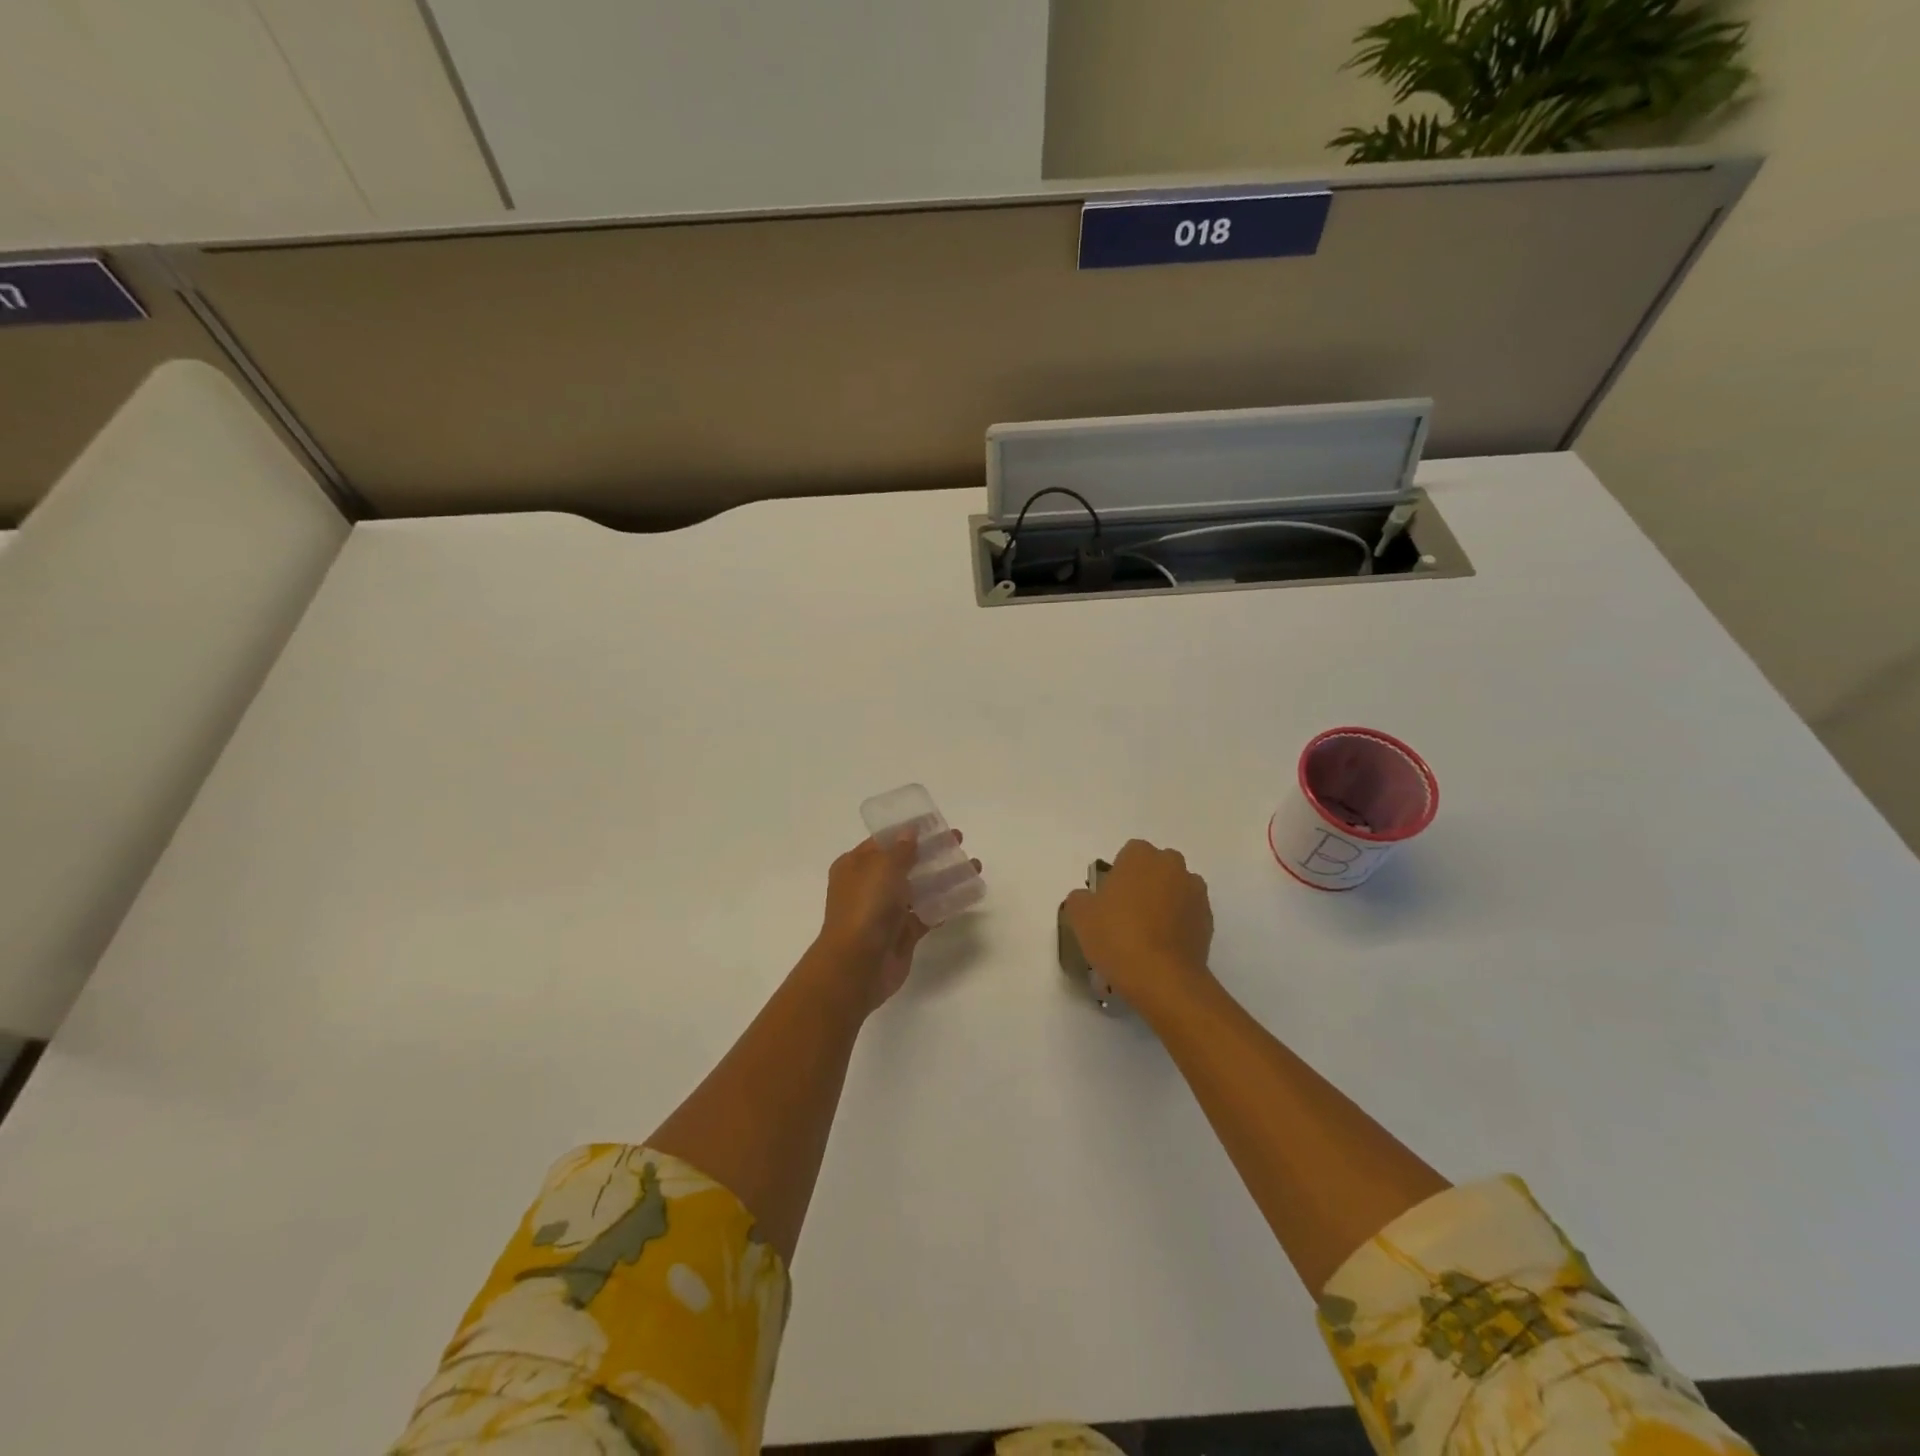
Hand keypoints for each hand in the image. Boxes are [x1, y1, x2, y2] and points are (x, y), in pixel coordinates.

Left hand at [809, 832, 978, 1014]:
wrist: (858, 965)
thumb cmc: (865, 907)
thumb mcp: (882, 868)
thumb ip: (901, 849)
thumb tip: (910, 832)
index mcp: (855, 866)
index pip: (884, 842)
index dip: (909, 832)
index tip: (935, 824)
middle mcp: (869, 886)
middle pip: (905, 863)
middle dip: (932, 852)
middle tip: (959, 841)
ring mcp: (886, 911)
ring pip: (920, 888)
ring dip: (945, 877)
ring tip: (974, 867)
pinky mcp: (903, 934)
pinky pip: (927, 913)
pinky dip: (945, 904)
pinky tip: (967, 893)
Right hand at [1062, 839, 1214, 1013]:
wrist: (1162, 979)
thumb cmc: (1117, 936)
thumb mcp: (1080, 915)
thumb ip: (1081, 897)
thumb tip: (1089, 898)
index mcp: (1141, 856)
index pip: (1129, 854)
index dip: (1118, 875)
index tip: (1108, 900)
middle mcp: (1173, 866)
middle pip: (1156, 869)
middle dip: (1144, 884)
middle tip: (1126, 914)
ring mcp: (1195, 893)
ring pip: (1175, 891)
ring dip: (1164, 903)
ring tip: (1146, 935)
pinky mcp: (1209, 921)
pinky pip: (1188, 915)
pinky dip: (1178, 925)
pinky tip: (1162, 949)